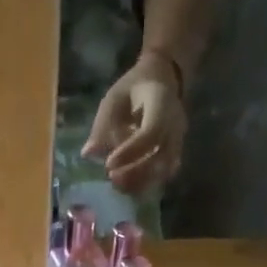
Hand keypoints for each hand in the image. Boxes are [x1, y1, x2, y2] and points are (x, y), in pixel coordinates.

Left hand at [82, 52, 186, 194]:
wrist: (162, 80)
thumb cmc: (133, 88)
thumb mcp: (114, 98)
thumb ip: (103, 124)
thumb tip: (88, 153)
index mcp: (161, 102)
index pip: (150, 132)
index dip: (130, 151)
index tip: (108, 164)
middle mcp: (176, 123)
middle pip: (161, 156)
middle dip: (135, 172)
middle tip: (112, 178)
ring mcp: (179, 139)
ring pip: (165, 169)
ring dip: (141, 182)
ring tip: (118, 185)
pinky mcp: (176, 151)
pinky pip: (164, 173)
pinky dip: (147, 183)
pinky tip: (129, 186)